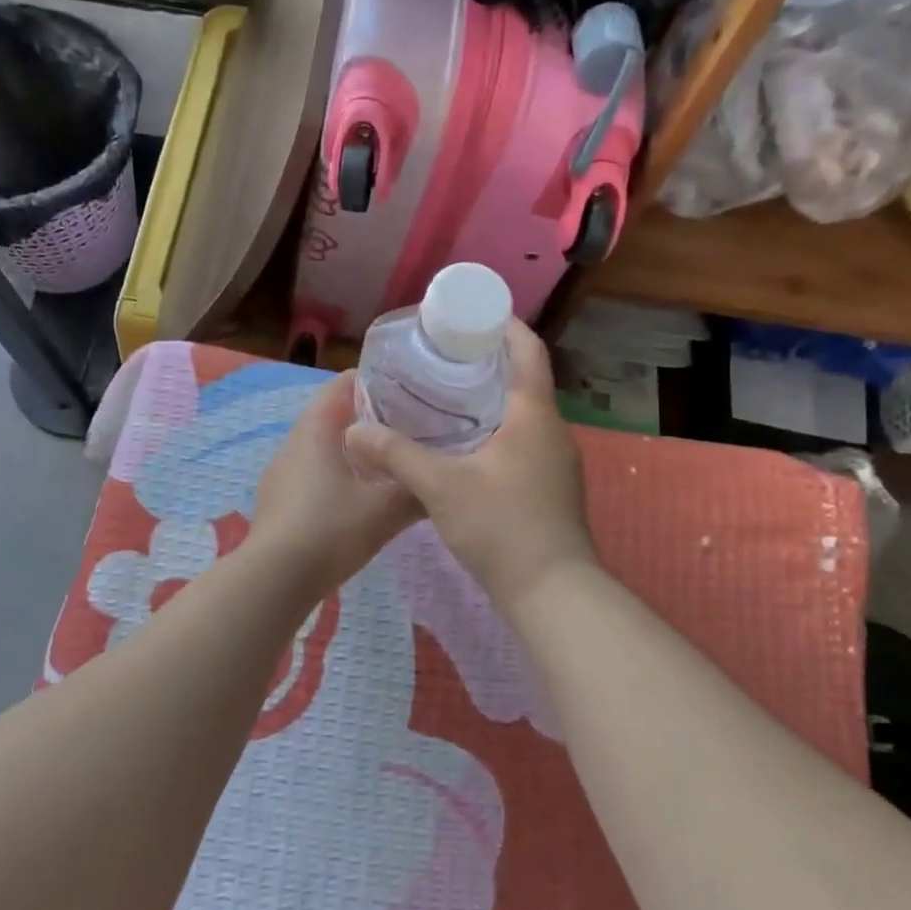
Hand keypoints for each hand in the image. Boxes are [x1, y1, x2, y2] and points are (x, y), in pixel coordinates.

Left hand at [248, 371, 422, 602]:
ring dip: (353, 449)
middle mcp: (294, 443)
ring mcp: (281, 473)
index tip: (408, 389)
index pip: (342, 384)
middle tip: (408, 426)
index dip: (374, 380)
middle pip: (332, 415)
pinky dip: (336, 474)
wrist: (274, 581)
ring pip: (322, 447)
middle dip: (369, 417)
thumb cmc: (330, 530)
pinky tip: (358, 498)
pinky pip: (312, 474)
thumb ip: (416, 489)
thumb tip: (442, 481)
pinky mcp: (278, 501)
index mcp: (316, 429)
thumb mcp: (385, 510)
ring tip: (389, 462)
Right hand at [344, 322, 599, 613]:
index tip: (471, 316)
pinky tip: (464, 447)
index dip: (504, 326)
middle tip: (442, 356)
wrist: (553, 593)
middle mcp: (553, 431)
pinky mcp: (551, 488)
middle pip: (524, 380)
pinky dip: (496, 431)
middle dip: (487, 363)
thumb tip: (354, 430)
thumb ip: (396, 454)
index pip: (528, 351)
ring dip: (490, 400)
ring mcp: (556, 462)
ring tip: (445, 397)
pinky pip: (523, 442)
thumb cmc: (502, 526)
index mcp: (534, 415)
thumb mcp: (441, 486)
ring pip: (522, 415)